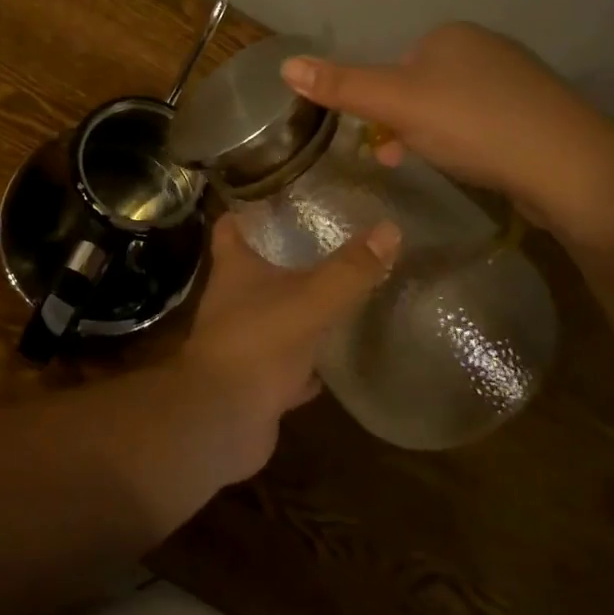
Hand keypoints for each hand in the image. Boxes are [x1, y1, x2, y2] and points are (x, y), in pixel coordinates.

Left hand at [172, 214, 398, 482]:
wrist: (224, 420)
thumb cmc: (258, 344)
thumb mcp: (310, 300)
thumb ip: (349, 270)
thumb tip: (390, 228)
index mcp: (234, 269)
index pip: (230, 226)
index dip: (246, 209)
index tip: (275, 193)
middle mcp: (232, 300)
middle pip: (253, 269)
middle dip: (281, 256)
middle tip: (324, 240)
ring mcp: (243, 342)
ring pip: (271, 315)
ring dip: (296, 307)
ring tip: (335, 291)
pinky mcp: (255, 380)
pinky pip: (285, 363)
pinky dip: (306, 360)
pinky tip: (332, 357)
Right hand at [279, 22, 613, 238]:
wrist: (570, 168)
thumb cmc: (474, 124)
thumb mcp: (396, 104)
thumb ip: (342, 86)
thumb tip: (285, 65)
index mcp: (452, 35)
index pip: (395, 64)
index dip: (380, 101)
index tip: (378, 136)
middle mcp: (486, 48)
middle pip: (420, 86)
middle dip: (403, 122)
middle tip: (400, 157)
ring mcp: (517, 82)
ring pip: (451, 107)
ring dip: (431, 136)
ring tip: (436, 165)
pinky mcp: (537, 116)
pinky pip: (483, 124)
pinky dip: (467, 144)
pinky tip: (473, 167)